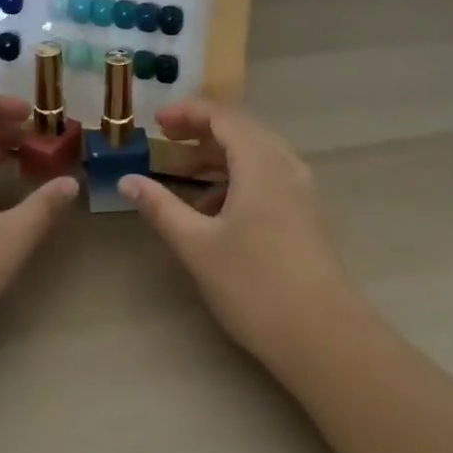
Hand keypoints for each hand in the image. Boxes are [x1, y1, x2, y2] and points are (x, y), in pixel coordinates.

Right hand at [121, 101, 353, 357]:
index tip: (156, 122)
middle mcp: (286, 166)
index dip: (187, 112)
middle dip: (200, 132)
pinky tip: (215, 211)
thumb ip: (160, 208)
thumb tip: (127, 181)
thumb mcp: (197, 246)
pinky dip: (238, 178)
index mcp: (261, 162)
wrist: (325, 339)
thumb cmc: (255, 285)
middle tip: (166, 142)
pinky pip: (268, 177)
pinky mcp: (307, 215)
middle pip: (241, 130)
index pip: (222, 116)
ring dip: (218, 157)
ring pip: (256, 155)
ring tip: (183, 176)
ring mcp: (301, 191)